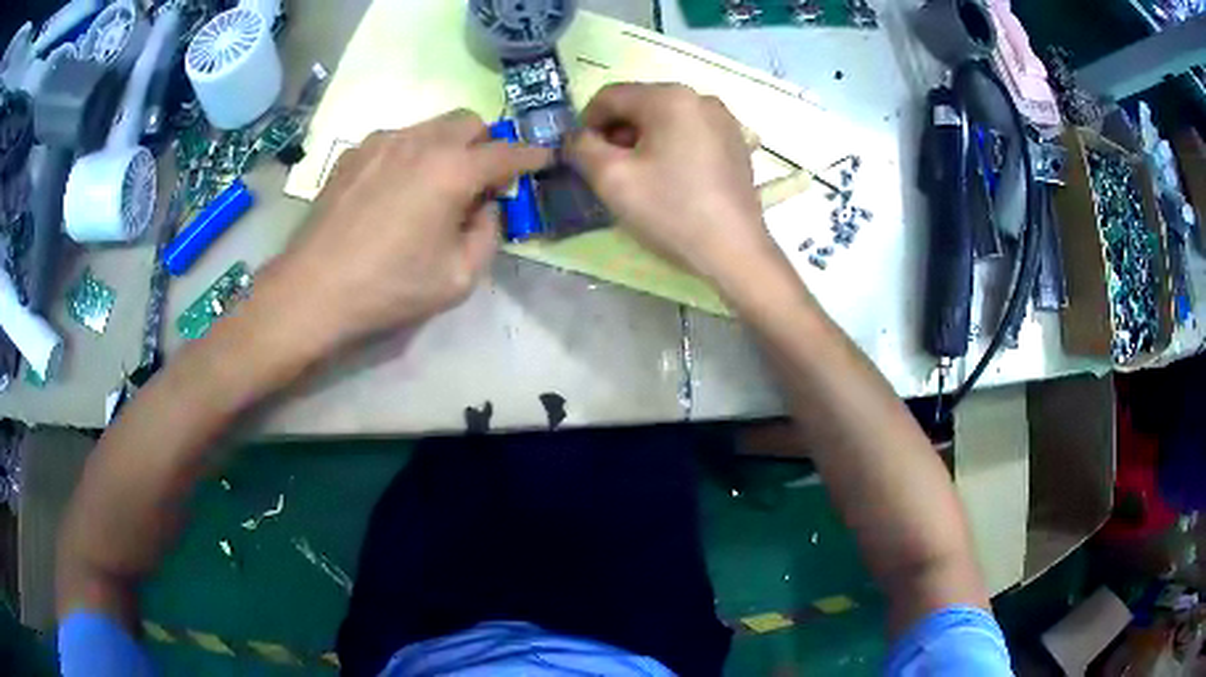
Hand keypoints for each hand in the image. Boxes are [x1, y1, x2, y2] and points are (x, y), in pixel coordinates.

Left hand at [256, 109, 551, 352]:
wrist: (313, 290)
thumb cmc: (390, 288)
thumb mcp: (459, 278)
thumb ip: (488, 234)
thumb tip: (486, 207)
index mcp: (453, 171)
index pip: (508, 151)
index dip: (531, 155)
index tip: (543, 159)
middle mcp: (421, 142)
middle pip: (469, 121)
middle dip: (485, 144)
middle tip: (479, 181)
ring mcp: (382, 141)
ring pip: (431, 126)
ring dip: (447, 147)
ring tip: (433, 186)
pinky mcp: (354, 152)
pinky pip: (397, 139)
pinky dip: (411, 154)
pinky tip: (394, 190)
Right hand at [568, 83, 777, 285]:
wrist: (734, 251)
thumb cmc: (671, 210)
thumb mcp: (612, 178)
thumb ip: (581, 148)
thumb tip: (576, 137)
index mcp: (670, 97)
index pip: (610, 95)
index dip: (587, 123)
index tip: (582, 155)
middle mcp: (701, 97)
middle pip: (640, 104)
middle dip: (617, 132)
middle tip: (610, 170)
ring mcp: (724, 120)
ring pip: (666, 119)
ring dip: (643, 140)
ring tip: (641, 177)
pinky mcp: (736, 143)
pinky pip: (691, 133)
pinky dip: (672, 147)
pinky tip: (671, 179)